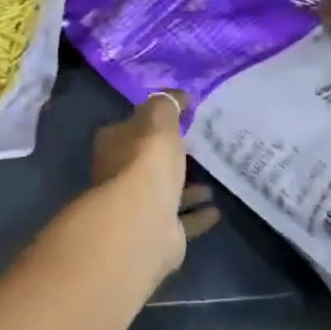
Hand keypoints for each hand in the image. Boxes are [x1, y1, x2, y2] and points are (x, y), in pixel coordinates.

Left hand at [91, 91, 218, 278]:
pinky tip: (216, 210)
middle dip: (170, 156)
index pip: (133, 127)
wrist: (143, 221)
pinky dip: (197, 214)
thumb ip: (168, 104)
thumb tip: (180, 95)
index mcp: (114, 143)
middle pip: (148, 161)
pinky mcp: (157, 234)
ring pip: (165, 191)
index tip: (181, 120)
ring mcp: (137, 207)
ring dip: (187, 187)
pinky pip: (181, 220)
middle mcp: (120, 175)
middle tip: (199, 149)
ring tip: (214, 180)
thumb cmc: (147, 160)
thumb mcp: (159, 119)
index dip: (154, 122)